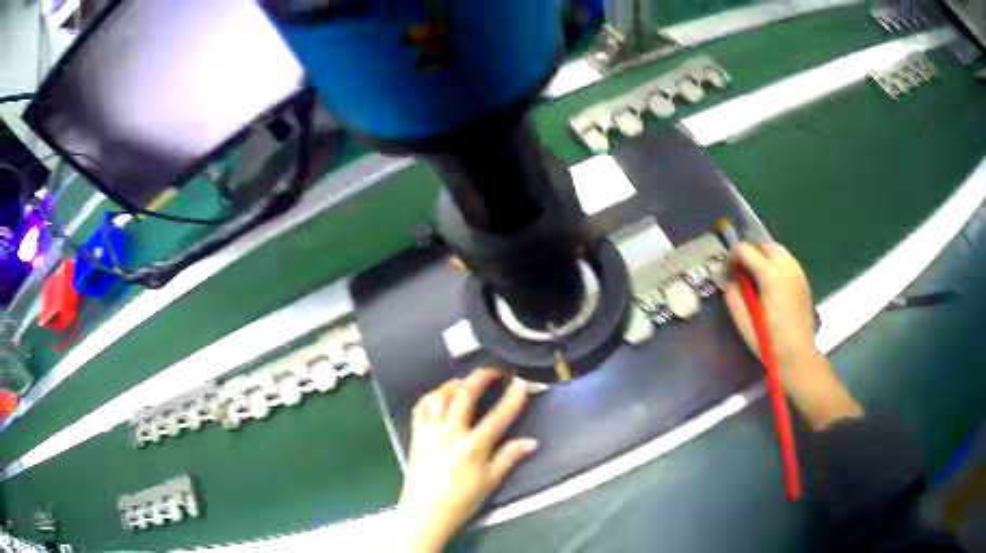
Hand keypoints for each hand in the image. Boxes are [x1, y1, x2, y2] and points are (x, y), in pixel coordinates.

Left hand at [398, 369, 537, 552]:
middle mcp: (450, 433)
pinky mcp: (416, 435)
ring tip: (467, 383)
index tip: (522, 381)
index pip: (498, 416)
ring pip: (440, 395)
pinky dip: (432, 396)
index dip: (513, 397)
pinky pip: (421, 407)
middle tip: (495, 371)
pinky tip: (440, 396)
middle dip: (481, 377)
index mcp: (472, 446)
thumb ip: (509, 457)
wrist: (425, 513)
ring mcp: (430, 431)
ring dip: (455, 383)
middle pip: (465, 394)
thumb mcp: (490, 481)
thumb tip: (531, 442)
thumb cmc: (461, 500)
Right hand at [724, 242, 862, 429]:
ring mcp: (797, 273)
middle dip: (749, 253)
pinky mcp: (803, 280)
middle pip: (763, 245)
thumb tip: (728, 281)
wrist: (798, 356)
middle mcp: (786, 268)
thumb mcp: (744, 324)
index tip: (726, 273)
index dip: (731, 257)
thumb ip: (734, 298)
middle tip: (739, 271)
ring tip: (755, 274)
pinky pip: (788, 259)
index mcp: (771, 277)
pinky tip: (771, 280)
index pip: (746, 250)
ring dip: (763, 255)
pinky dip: (776, 261)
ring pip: (778, 249)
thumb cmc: (770, 343)